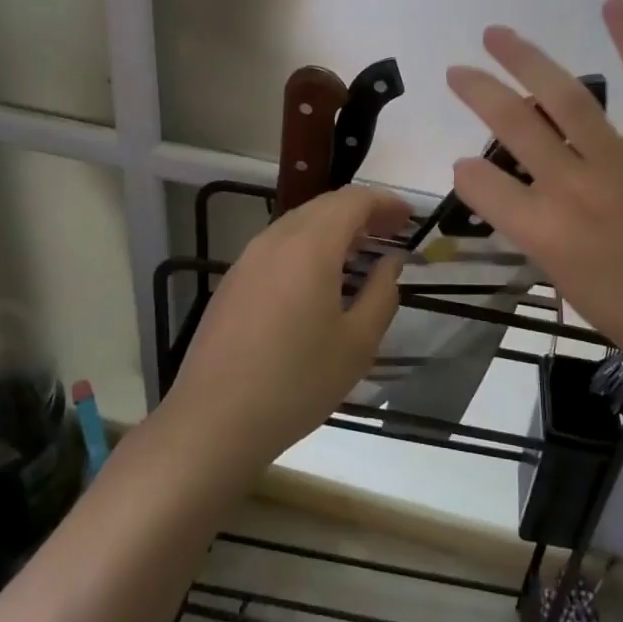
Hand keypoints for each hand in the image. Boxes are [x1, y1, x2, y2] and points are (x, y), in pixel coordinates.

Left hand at [159, 185, 410, 476]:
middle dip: (362, 212)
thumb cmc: (296, 382)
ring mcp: (249, 257)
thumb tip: (391, 261)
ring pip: (299, 222)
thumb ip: (382, 293)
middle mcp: (276, 239)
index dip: (385, 202)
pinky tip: (319, 277)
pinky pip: (279, 244)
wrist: (214, 420)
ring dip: (334, 227)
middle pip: (325, 205)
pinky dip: (308, 245)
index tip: (409, 218)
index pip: (353, 201)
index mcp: (310, 245)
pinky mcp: (233, 280)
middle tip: (391, 231)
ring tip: (361, 251)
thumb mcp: (357, 344)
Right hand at [444, 0, 622, 392]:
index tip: (468, 167)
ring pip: (567, 96)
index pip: (481, 183)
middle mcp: (575, 189)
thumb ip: (532, 231)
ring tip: (497, 35)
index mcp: (546, 233)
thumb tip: (512, 190)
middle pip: (512, 125)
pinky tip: (611, 5)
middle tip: (458, 72)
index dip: (467, 173)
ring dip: (525, 58)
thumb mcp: (565, 283)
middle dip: (477, 91)